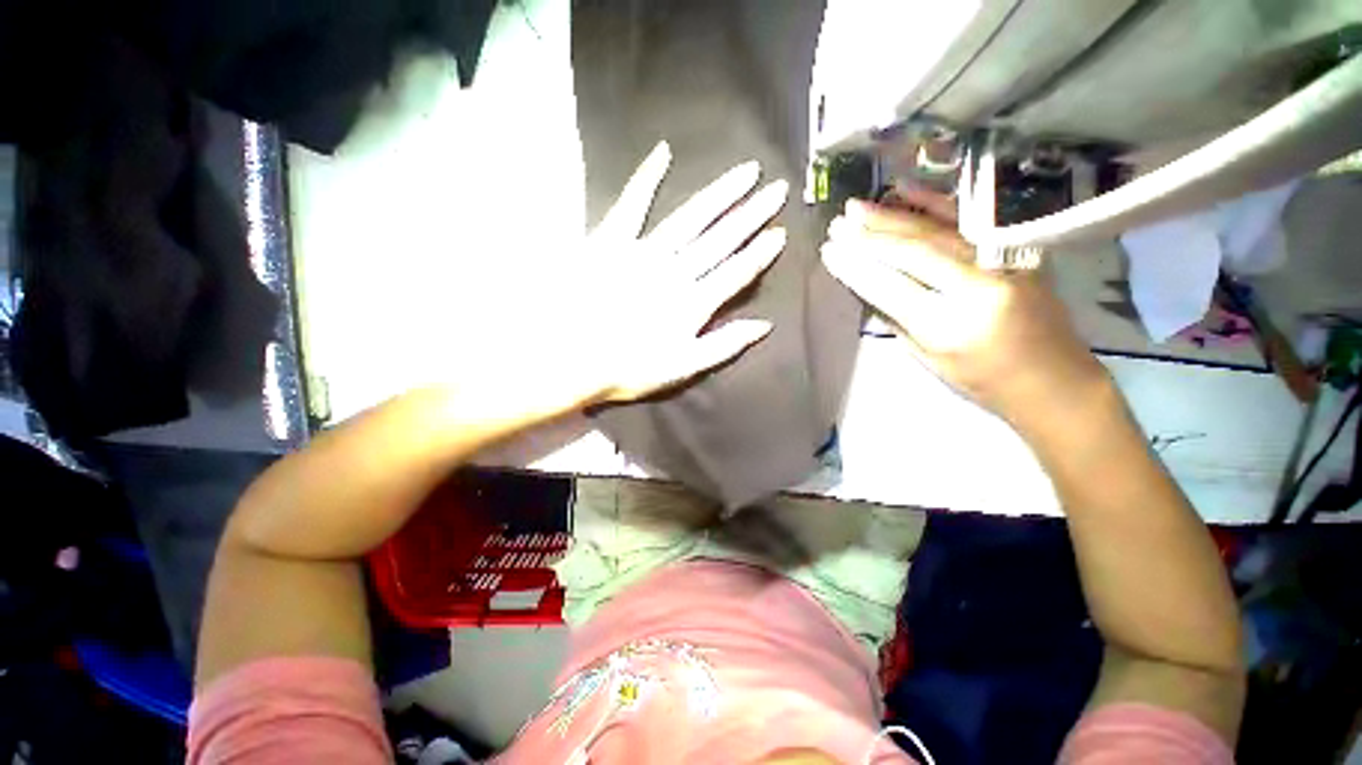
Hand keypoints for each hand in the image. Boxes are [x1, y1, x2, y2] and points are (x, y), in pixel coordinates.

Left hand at [528, 141, 787, 408]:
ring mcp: (644, 251)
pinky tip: (663, 153)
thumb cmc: (629, 368)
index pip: (735, 273)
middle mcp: (676, 270)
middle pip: (721, 239)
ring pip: (691, 218)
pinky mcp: (611, 239)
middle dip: (751, 215)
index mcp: (693, 303)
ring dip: (720, 194)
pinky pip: (632, 204)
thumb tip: (764, 326)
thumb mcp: (683, 368)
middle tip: (777, 189)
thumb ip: (724, 345)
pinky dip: (647, 178)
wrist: (570, 356)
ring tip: (745, 171)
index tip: (780, 233)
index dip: (759, 254)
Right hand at [820, 191, 1105, 426]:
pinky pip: (968, 221)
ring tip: (856, 207)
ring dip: (892, 217)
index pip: (889, 288)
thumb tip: (864, 283)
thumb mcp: (926, 358)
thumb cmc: (982, 381)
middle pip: (912, 253)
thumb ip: (894, 317)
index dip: (856, 267)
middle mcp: (976, 289)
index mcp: (947, 327)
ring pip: (935, 232)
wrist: (1055, 380)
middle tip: (837, 224)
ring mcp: (1001, 264)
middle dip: (869, 237)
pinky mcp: (1015, 250)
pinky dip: (934, 204)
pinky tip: (906, 190)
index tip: (829, 251)